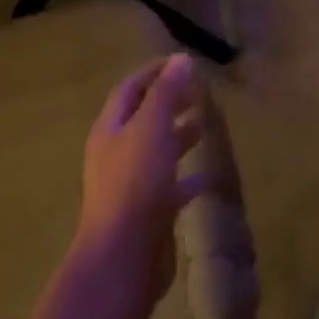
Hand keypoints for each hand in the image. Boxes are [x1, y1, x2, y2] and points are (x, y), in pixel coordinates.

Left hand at [76, 54, 204, 294]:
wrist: (123, 258)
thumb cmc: (135, 185)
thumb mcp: (151, 130)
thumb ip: (166, 95)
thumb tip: (180, 60)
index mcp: (110, 130)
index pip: (130, 90)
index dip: (154, 73)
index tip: (183, 62)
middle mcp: (116, 154)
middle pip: (142, 119)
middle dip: (168, 102)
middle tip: (198, 92)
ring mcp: (131, 185)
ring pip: (156, 151)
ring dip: (178, 135)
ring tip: (204, 125)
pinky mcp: (148, 212)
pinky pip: (170, 186)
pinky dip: (188, 177)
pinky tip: (208, 177)